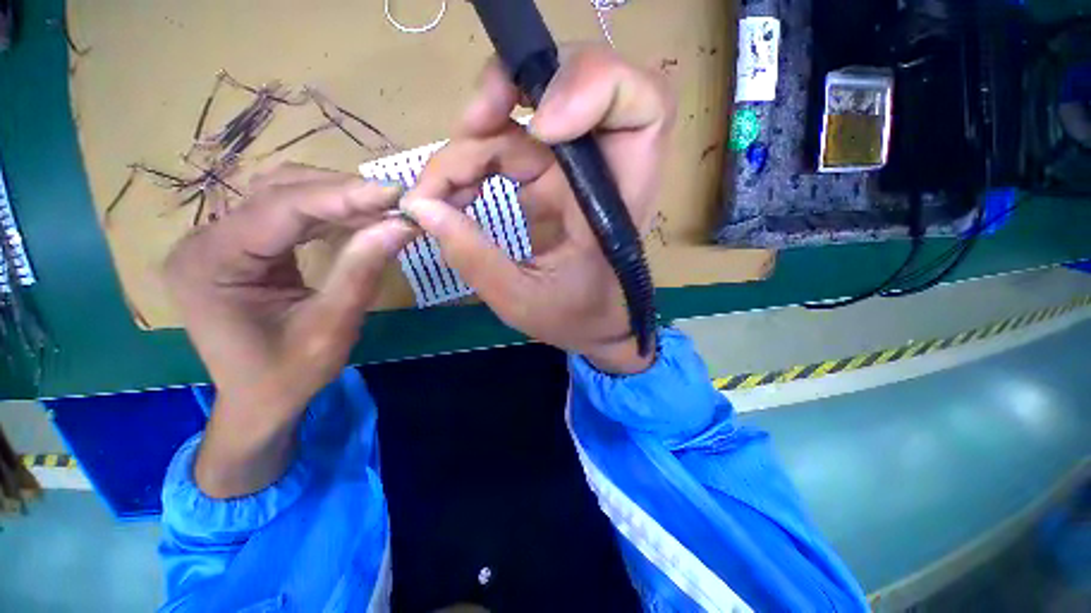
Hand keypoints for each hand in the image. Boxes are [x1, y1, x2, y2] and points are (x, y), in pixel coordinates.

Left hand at [164, 165, 412, 496]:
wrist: (259, 403)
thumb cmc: (288, 375)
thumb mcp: (331, 327)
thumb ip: (362, 271)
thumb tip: (401, 226)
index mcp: (211, 263)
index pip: (282, 208)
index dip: (345, 196)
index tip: (395, 193)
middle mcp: (204, 240)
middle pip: (278, 192)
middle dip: (342, 192)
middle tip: (394, 201)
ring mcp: (219, 241)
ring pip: (283, 195)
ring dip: (337, 198)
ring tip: (383, 207)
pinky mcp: (240, 247)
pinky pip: (286, 215)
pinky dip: (328, 214)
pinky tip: (359, 219)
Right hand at [402, 47, 674, 373]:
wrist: (597, 327)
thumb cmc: (576, 319)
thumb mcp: (523, 300)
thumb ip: (476, 259)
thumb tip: (424, 209)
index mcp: (614, 202)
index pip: (641, 103)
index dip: (591, 85)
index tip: (539, 125)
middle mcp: (600, 173)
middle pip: (565, 88)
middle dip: (506, 96)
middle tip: (465, 131)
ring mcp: (575, 171)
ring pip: (522, 119)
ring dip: (473, 145)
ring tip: (438, 192)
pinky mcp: (555, 179)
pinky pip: (510, 145)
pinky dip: (474, 162)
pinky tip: (453, 195)